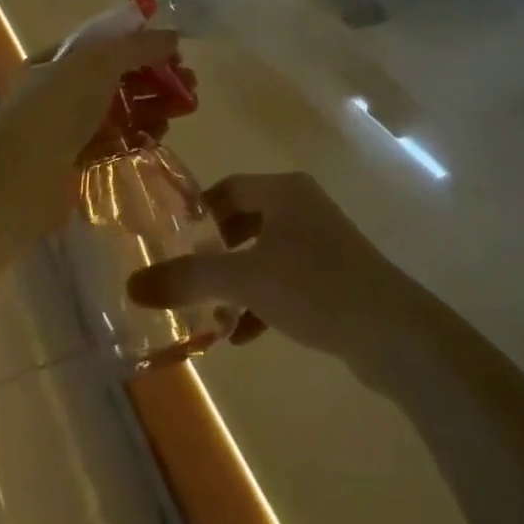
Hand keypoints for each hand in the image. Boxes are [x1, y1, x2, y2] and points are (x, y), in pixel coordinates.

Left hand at [0, 27, 186, 236]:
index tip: (177, 53)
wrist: (17, 178)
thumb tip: (172, 36)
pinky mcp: (77, 161)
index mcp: (59, 59)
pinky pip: (116, 142)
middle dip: (156, 77)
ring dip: (153, 106)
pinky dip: (139, 136)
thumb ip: (138, 46)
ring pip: (120, 110)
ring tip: (183, 110)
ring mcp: (68, 128)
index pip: (108, 44)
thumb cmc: (56, 108)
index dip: (144, 45)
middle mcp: (62, 90)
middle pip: (119, 77)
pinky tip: (159, 135)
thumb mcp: (98, 62)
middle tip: (190, 86)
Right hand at [126, 172, 418, 361]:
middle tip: (186, 280)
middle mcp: (303, 206)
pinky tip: (244, 336)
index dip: (198, 213)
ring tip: (210, 316)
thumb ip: (189, 279)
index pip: (229, 188)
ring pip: (265, 254)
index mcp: (284, 190)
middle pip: (245, 220)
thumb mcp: (245, 280)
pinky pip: (286, 280)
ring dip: (236, 283)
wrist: (392, 330)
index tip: (169, 243)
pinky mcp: (334, 276)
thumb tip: (131, 285)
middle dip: (215, 253)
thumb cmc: (314, 286)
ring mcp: (322, 241)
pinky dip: (262, 302)